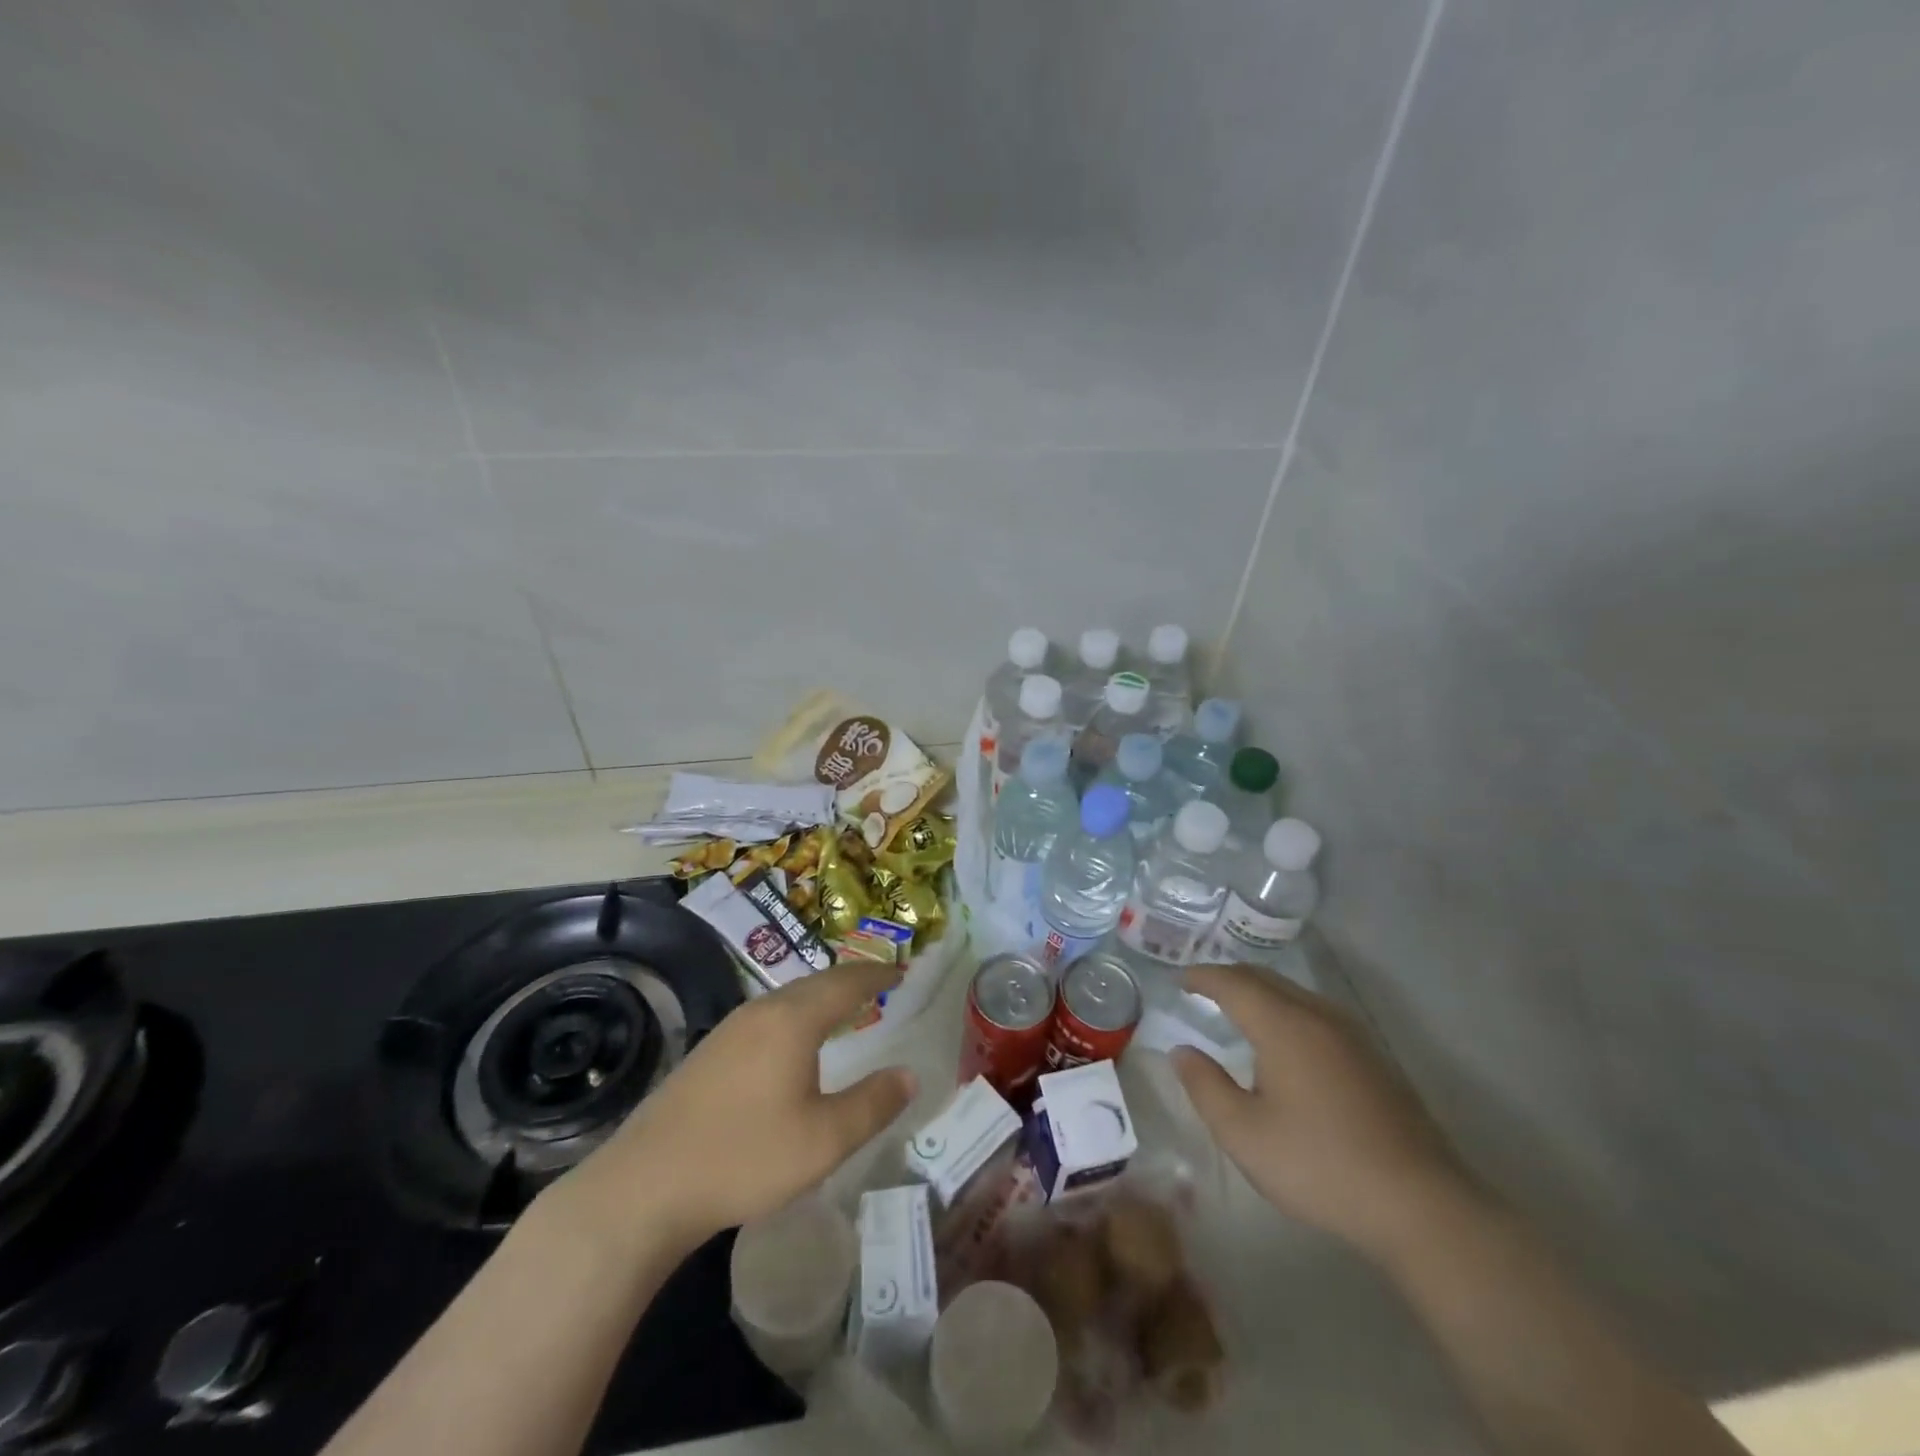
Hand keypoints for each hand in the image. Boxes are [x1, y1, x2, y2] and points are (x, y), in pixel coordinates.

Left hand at [551, 959, 917, 1255]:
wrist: (644, 1187)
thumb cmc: (744, 1158)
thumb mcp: (824, 1140)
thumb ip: (872, 1104)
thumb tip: (909, 1074)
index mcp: (793, 1020)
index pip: (846, 982)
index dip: (877, 974)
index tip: (902, 970)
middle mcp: (761, 1011)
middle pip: (816, 983)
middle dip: (851, 980)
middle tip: (878, 984)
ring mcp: (730, 1029)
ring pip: (788, 998)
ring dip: (821, 997)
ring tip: (843, 1008)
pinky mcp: (709, 1052)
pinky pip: (767, 1016)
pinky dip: (796, 1015)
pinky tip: (793, 1043)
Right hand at [1171, 963, 1472, 1261]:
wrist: (1421, 1205)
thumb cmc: (1319, 1166)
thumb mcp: (1244, 1134)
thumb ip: (1205, 1087)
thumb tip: (1182, 1052)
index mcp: (1283, 1026)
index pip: (1233, 983)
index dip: (1202, 977)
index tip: (1179, 979)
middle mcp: (1318, 1016)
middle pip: (1266, 979)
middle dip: (1230, 978)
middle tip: (1201, 988)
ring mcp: (1352, 1035)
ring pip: (1295, 993)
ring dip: (1261, 992)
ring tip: (1238, 1008)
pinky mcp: (1373, 1057)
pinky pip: (1316, 1012)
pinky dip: (1286, 1009)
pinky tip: (1285, 1040)